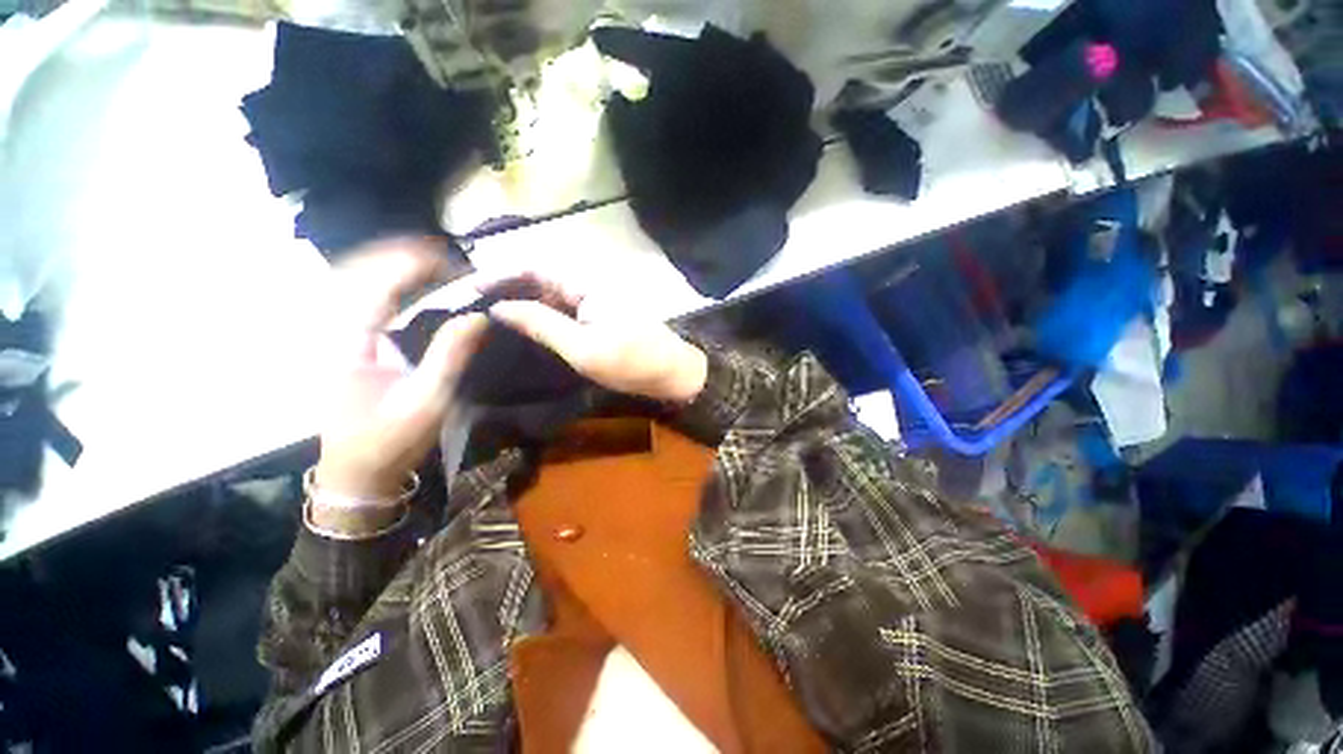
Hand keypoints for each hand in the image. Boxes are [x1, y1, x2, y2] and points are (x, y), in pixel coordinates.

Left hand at [313, 240, 487, 501]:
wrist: (357, 470)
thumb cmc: (391, 439)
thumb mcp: (428, 400)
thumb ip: (451, 355)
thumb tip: (478, 316)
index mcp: (349, 342)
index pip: (376, 284)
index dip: (411, 263)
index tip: (450, 259)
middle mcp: (335, 330)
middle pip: (359, 273)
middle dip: (401, 257)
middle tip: (446, 259)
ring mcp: (337, 337)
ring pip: (356, 284)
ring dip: (393, 267)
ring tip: (434, 267)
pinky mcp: (346, 346)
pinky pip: (363, 302)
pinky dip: (388, 286)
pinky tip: (412, 289)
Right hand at [484, 275, 707, 403]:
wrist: (674, 374)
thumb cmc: (631, 362)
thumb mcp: (582, 348)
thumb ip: (541, 324)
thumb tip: (499, 307)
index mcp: (586, 284)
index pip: (535, 267)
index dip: (501, 274)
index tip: (469, 289)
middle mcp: (589, 285)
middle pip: (541, 279)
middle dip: (508, 289)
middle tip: (473, 307)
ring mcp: (596, 301)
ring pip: (552, 295)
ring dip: (523, 303)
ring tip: (490, 318)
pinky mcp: (600, 316)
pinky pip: (565, 310)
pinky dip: (543, 316)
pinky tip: (525, 327)